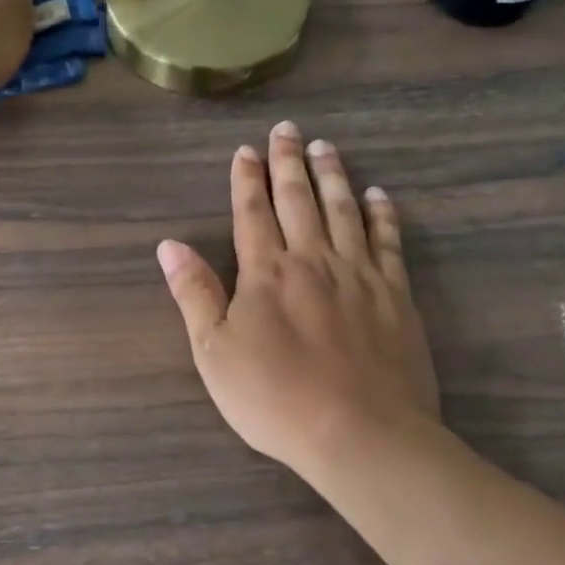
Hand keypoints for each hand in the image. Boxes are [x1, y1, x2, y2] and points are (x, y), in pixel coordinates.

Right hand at [157, 121, 440, 479]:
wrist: (361, 434)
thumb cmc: (275, 399)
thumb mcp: (214, 353)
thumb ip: (195, 295)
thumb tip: (169, 246)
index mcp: (266, 273)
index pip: (252, 213)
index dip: (246, 180)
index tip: (245, 150)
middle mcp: (313, 261)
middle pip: (299, 200)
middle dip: (288, 163)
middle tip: (287, 130)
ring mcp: (360, 276)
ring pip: (344, 211)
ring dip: (333, 176)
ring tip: (326, 148)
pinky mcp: (396, 296)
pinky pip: (389, 242)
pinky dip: (383, 215)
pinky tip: (378, 196)